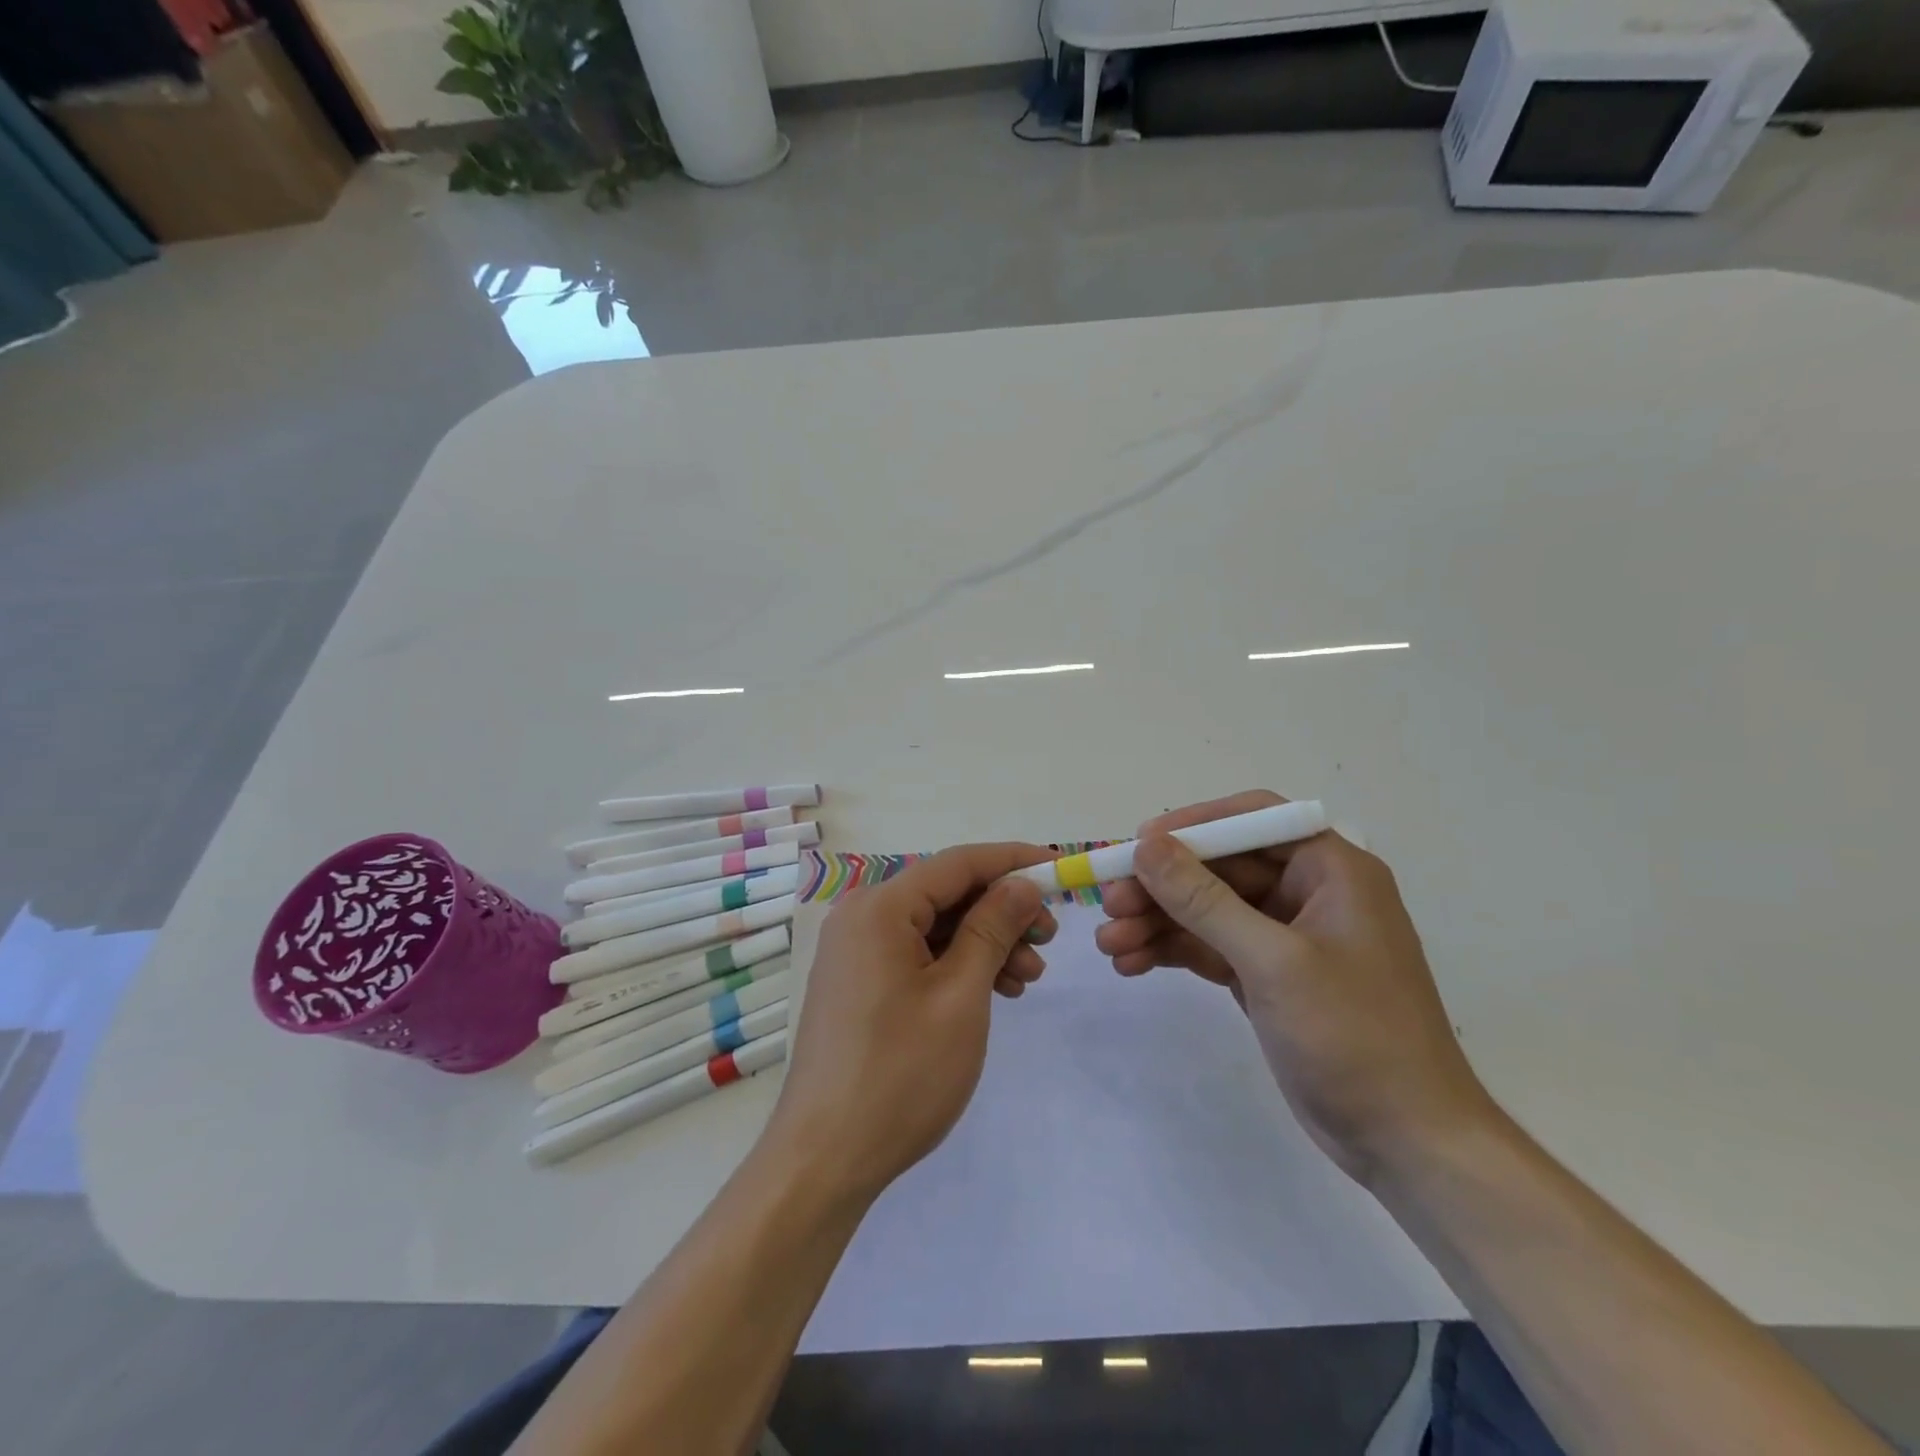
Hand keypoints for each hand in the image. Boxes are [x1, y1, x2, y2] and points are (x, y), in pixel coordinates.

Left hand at [765, 843, 1056, 1202]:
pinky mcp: (857, 981)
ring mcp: (855, 950)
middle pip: (945, 893)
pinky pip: (916, 953)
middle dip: (1002, 911)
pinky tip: (993, 989)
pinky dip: (956, 964)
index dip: (1013, 860)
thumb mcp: (961, 995)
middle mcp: (861, 916)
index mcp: (879, 907)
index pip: (958, 863)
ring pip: (934, 926)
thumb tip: (1022, 884)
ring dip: (984, 942)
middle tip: (1049, 938)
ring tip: (1028, 976)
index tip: (1061, 868)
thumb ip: (992, 928)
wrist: (825, 1158)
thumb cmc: (901, 1074)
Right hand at [1096, 791, 1491, 1183]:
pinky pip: (1209, 947)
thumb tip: (1146, 845)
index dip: (1192, 826)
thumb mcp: (1272, 961)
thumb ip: (1204, 900)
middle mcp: (1307, 892)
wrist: (1407, 1143)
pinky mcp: (1267, 976)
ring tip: (1109, 944)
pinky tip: (1131, 964)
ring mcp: (1285, 937)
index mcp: (1330, 870)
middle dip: (1162, 886)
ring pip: (1207, 910)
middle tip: (1109, 904)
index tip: (1137, 845)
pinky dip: (1172, 951)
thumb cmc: (1354, 1036)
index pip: (1252, 820)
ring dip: (1157, 922)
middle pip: (1219, 867)